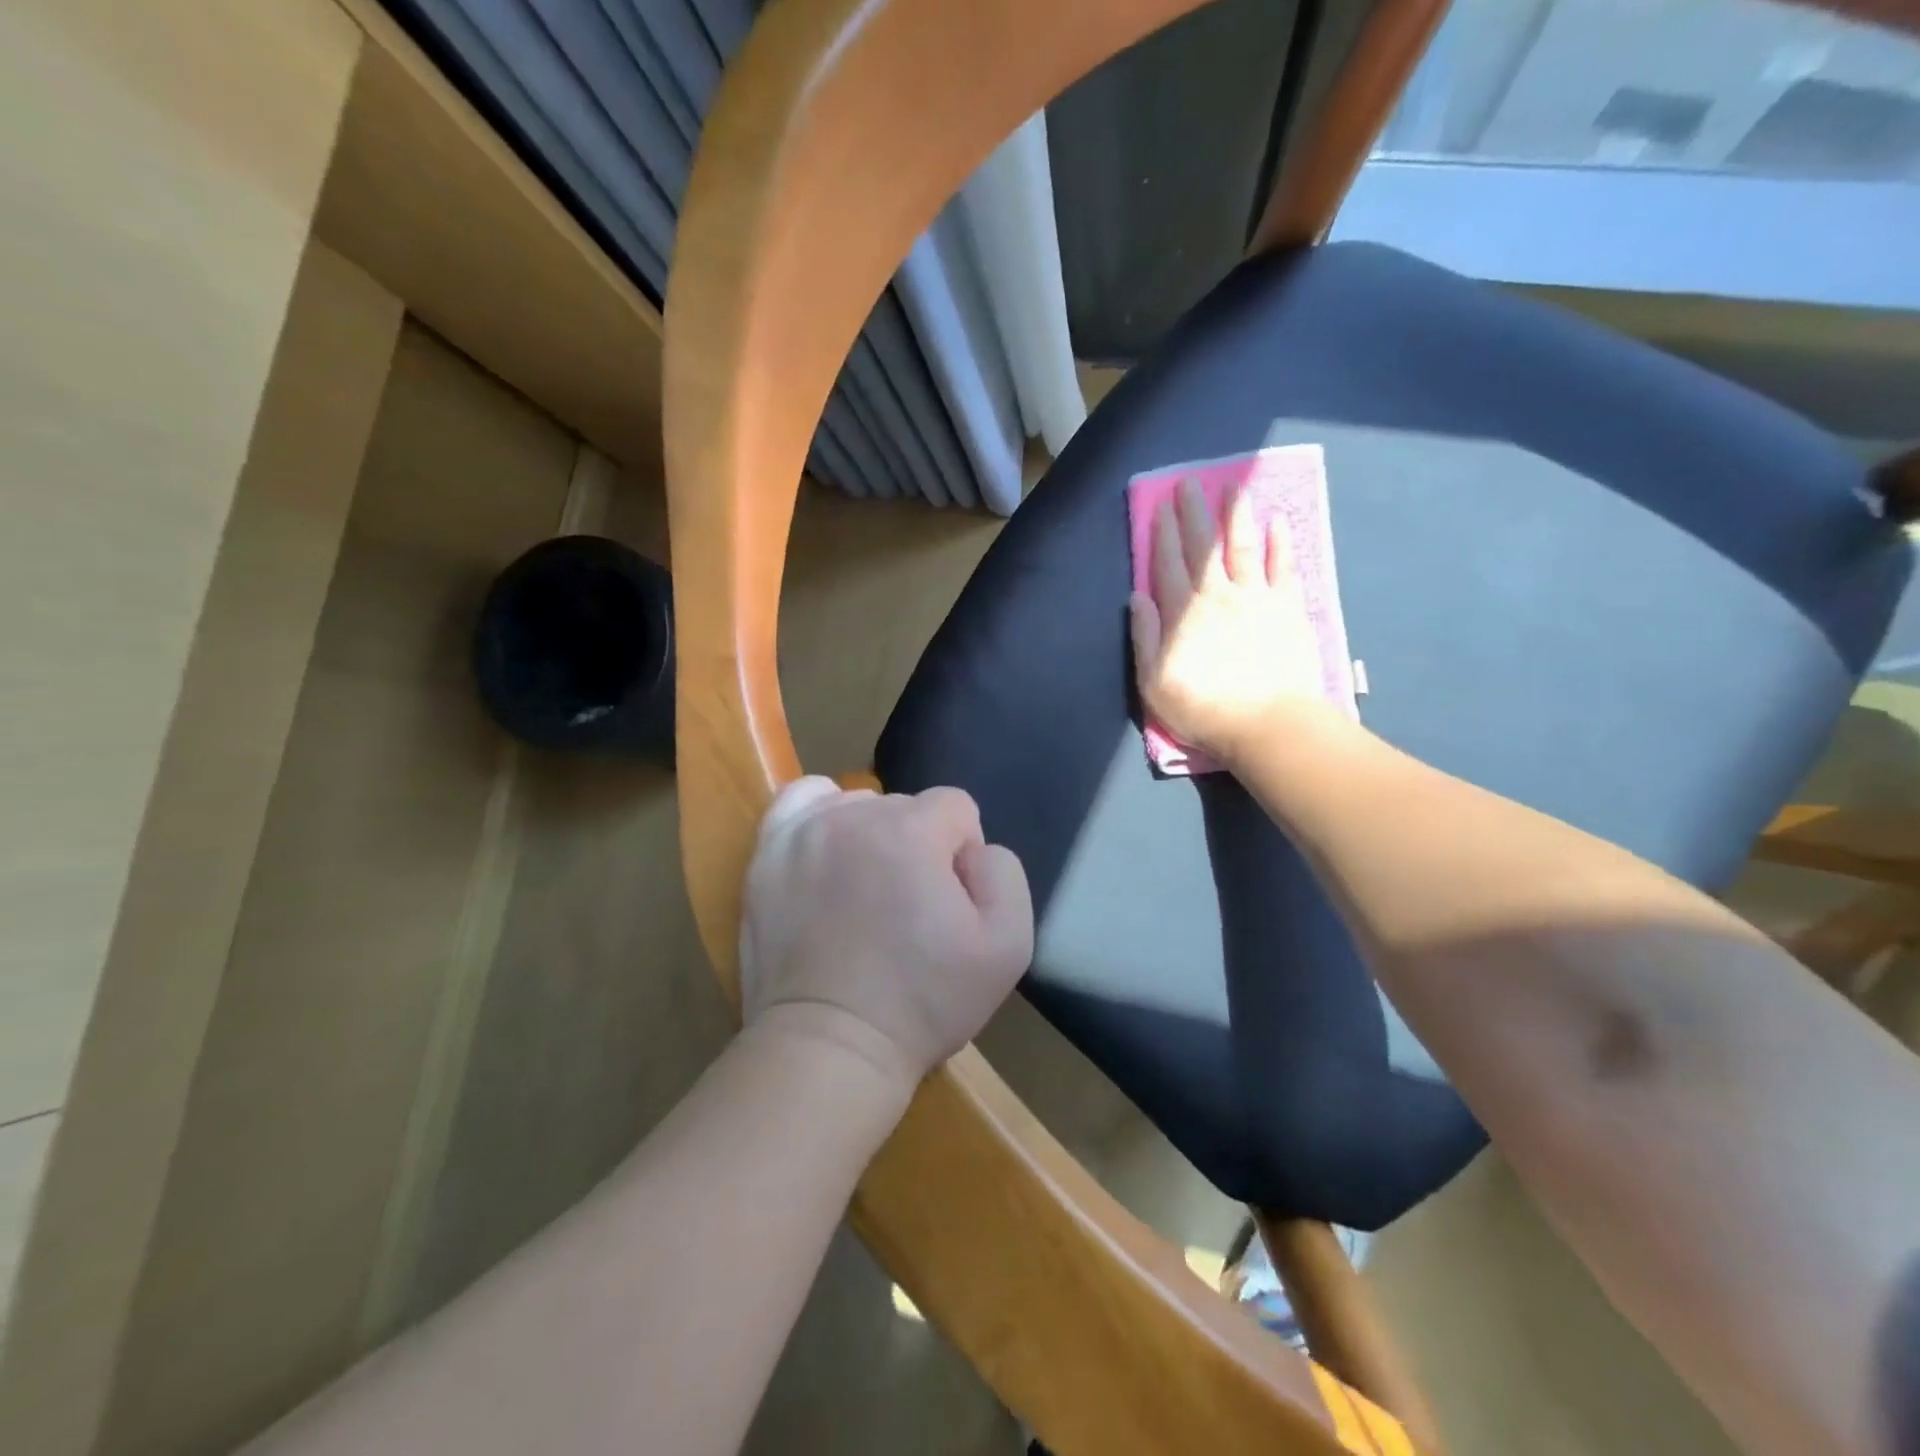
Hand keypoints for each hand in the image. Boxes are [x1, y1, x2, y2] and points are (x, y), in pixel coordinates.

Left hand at [739, 778, 1033, 1095]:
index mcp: (912, 830)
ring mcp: (803, 831)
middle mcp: (854, 816)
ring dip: (872, 836)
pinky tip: (828, 851)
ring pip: (858, 805)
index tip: (949, 904)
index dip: (963, 854)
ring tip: (865, 892)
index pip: (956, 808)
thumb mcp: (1008, 946)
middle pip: (906, 807)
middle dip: (918, 847)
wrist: (829, 1046)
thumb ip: (1004, 873)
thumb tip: (973, 850)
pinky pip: (801, 803)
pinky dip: (821, 817)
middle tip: (907, 910)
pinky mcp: (767, 854)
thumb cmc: (923, 1002)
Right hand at [1130, 477, 1345, 764]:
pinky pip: (1283, 568)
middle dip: (1193, 514)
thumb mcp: (1154, 683)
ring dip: (1235, 516)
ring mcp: (1257, 599)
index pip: (1168, 565)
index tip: (1160, 506)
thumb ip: (1145, 637)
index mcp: (1183, 614)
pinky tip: (1277, 521)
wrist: (1268, 724)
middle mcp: (1218, 596)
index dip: (1163, 535)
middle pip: (1203, 548)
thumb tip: (1137, 596)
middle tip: (1189, 483)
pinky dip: (1280, 543)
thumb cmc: (1203, 709)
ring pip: (1243, 548)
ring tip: (1233, 487)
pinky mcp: (1289, 609)